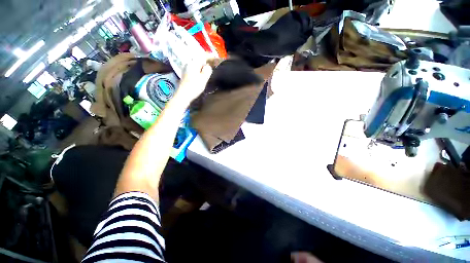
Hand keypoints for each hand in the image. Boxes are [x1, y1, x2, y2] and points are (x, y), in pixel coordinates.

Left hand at [175, 60, 212, 103]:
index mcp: (193, 63)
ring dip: (202, 66)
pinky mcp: (185, 74)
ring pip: (196, 64)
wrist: (183, 95)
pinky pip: (193, 69)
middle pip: (199, 59)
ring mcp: (185, 69)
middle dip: (206, 61)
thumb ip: (207, 70)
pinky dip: (198, 70)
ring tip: (207, 69)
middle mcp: (188, 64)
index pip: (203, 56)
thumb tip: (208, 66)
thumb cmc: (194, 87)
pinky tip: (200, 74)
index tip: (216, 58)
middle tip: (212, 65)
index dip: (210, 57)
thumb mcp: (204, 78)